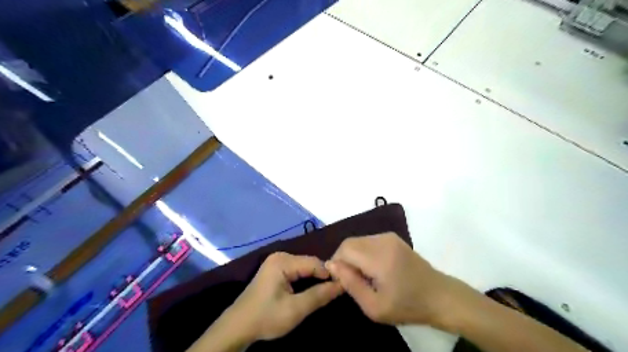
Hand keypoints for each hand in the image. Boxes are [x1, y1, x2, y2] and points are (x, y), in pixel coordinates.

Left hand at [228, 253, 341, 341]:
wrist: (238, 327)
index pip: (315, 263)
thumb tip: (342, 284)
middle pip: (310, 264)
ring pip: (305, 268)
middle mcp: (280, 256)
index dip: (330, 274)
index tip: (343, 287)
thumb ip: (319, 295)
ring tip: (326, 292)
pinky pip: (297, 271)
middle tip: (335, 292)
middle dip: (322, 277)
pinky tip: (312, 290)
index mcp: (283, 261)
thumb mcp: (295, 309)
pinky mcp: (275, 270)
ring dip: (315, 279)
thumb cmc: (266, 317)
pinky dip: (306, 280)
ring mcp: (277, 262)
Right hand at [329, 233, 456, 327]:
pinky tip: (373, 268)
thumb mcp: (374, 306)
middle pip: (349, 242)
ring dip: (353, 256)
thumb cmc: (407, 306)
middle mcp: (383, 240)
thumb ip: (350, 284)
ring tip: (363, 276)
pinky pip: (368, 241)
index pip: (345, 249)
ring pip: (358, 241)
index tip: (341, 281)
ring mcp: (389, 237)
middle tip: (352, 280)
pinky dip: (363, 252)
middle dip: (344, 259)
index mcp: (379, 257)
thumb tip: (331, 265)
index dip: (337, 263)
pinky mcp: (393, 238)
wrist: (439, 296)